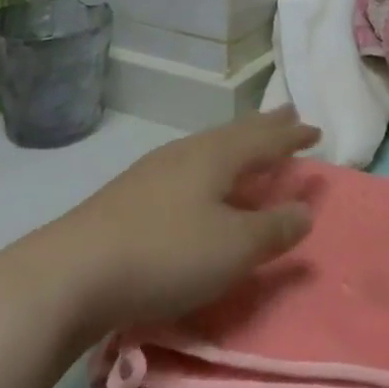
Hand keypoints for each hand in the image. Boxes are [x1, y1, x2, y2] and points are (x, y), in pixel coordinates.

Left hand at [51, 107, 320, 343]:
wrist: (72, 272)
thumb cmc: (166, 254)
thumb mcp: (233, 248)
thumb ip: (273, 229)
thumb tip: (305, 209)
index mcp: (217, 156)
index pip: (265, 139)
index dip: (292, 137)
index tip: (316, 131)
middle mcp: (188, 152)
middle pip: (236, 133)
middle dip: (265, 127)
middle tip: (288, 115)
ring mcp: (155, 169)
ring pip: (209, 147)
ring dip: (236, 144)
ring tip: (249, 145)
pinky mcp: (131, 193)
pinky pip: (188, 165)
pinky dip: (210, 165)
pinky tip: (199, 180)